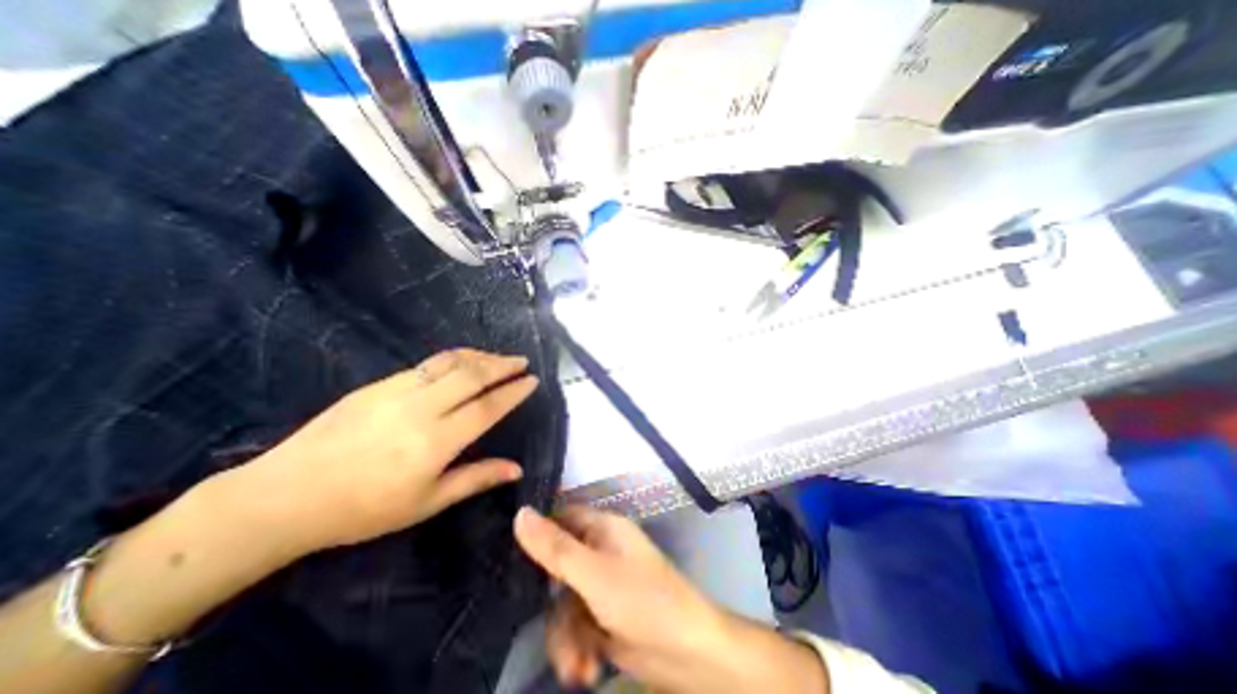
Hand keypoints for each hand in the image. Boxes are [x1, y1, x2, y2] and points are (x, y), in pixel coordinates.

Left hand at [224, 351, 535, 555]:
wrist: (284, 496)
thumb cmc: (363, 509)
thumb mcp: (426, 504)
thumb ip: (475, 479)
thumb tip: (516, 469)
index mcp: (435, 442)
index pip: (487, 407)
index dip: (514, 392)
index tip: (532, 380)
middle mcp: (420, 409)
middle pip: (472, 376)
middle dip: (503, 365)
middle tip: (522, 361)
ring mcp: (396, 391)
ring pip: (449, 363)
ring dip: (480, 356)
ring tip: (499, 357)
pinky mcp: (378, 384)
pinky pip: (426, 364)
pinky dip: (453, 359)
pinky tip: (462, 362)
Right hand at [514, 505, 830, 692]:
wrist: (688, 655)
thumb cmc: (644, 600)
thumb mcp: (594, 574)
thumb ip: (555, 548)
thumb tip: (520, 513)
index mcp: (602, 528)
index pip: (561, 518)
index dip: (538, 533)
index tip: (510, 557)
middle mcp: (600, 551)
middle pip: (556, 568)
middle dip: (553, 606)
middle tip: (554, 628)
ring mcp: (600, 585)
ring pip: (562, 604)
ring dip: (565, 638)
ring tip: (578, 667)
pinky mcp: (602, 616)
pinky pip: (574, 626)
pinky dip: (576, 649)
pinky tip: (586, 671)